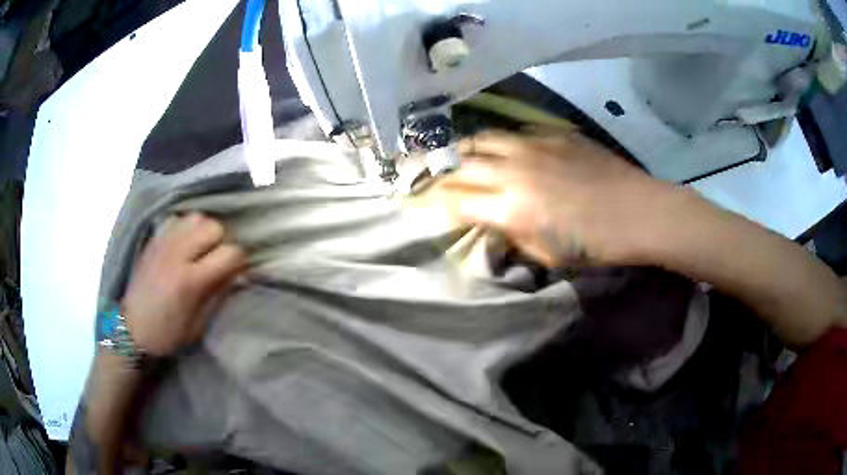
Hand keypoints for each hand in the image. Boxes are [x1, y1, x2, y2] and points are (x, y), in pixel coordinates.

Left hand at [121, 213, 246, 356]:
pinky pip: (177, 219)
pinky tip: (184, 243)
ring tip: (200, 249)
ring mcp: (163, 243)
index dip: (238, 261)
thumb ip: (219, 294)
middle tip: (216, 259)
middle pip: (213, 227)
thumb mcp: (199, 325)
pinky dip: (186, 227)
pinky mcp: (153, 240)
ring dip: (204, 230)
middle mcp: (177, 254)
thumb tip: (238, 274)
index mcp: (190, 280)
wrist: (131, 329)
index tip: (236, 271)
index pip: (229, 252)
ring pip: (196, 217)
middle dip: (222, 241)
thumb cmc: (167, 334)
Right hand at [430, 131, 675, 266]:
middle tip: (425, 175)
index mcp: (509, 207)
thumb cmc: (594, 244)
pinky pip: (513, 133)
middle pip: (460, 165)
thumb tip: (490, 221)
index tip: (419, 202)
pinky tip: (501, 148)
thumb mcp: (546, 254)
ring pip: (482, 139)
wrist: (638, 211)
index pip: (454, 199)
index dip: (432, 201)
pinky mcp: (552, 134)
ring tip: (458, 156)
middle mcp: (512, 170)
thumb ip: (511, 234)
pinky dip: (497, 142)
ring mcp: (532, 146)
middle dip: (438, 172)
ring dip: (464, 149)